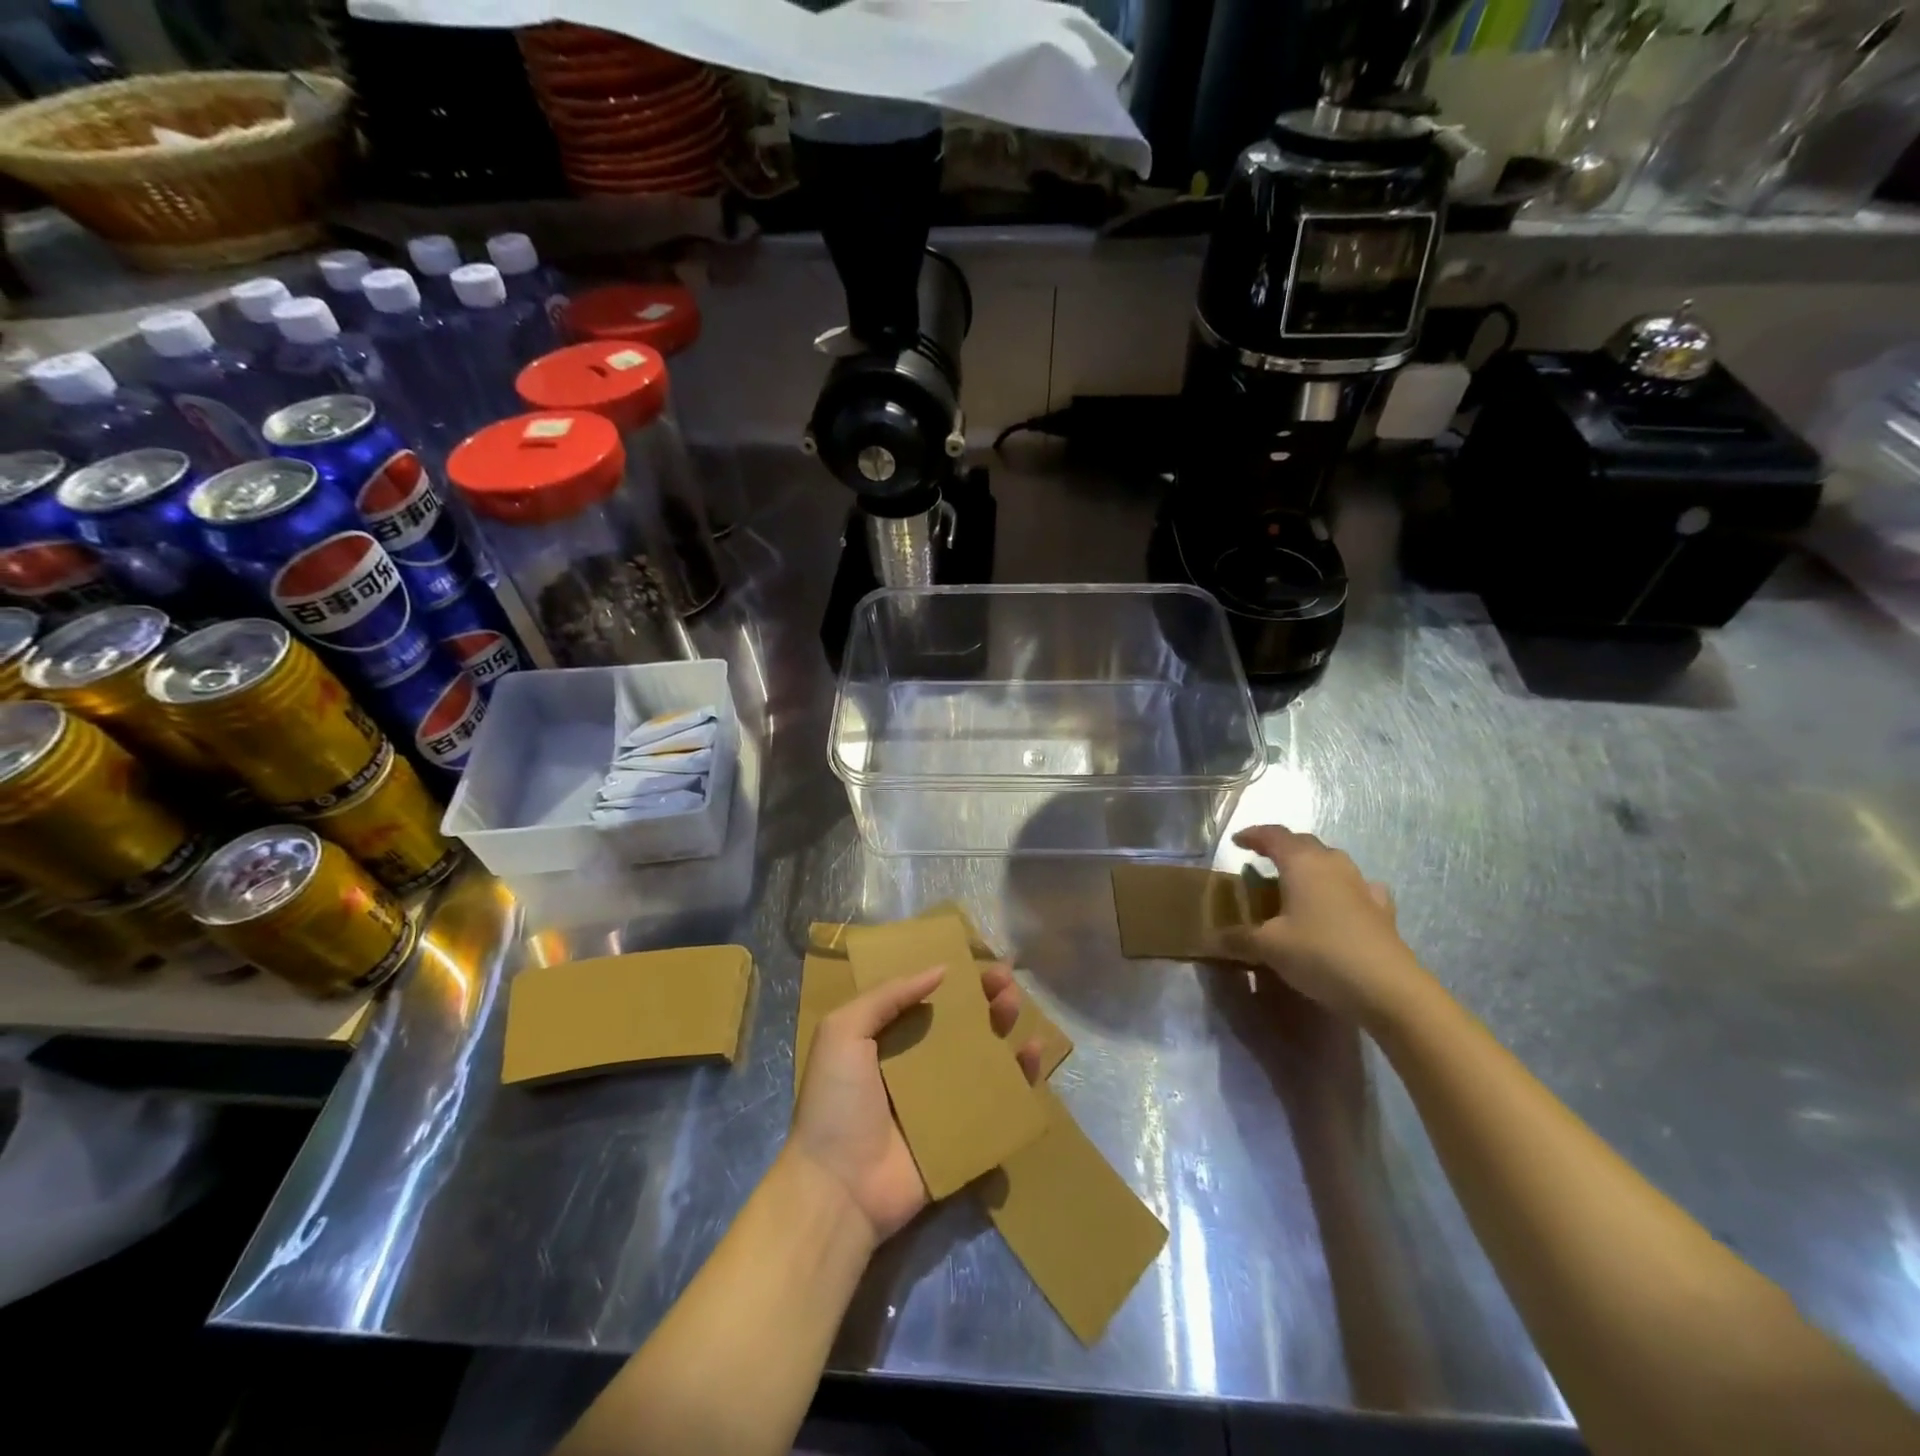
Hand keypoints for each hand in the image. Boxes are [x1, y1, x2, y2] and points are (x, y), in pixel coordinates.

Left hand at [789, 962, 1042, 1245]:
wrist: (839, 1187)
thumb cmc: (836, 1102)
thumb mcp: (843, 1032)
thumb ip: (887, 996)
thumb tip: (939, 969)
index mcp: (888, 1041)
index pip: (928, 1000)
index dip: (954, 980)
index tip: (979, 961)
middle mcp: (919, 1066)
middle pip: (962, 1024)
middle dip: (984, 998)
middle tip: (1004, 981)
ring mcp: (945, 1101)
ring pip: (985, 1056)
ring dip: (1004, 1027)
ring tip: (1014, 1007)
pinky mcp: (966, 1133)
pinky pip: (1000, 1100)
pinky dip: (1020, 1076)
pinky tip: (1032, 1054)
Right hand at [1217, 825, 1430, 1028]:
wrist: (1387, 989)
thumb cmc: (1319, 954)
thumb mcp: (1268, 947)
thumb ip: (1238, 938)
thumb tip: (1213, 937)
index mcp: (1302, 863)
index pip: (1274, 835)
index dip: (1253, 835)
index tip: (1237, 841)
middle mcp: (1333, 865)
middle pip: (1304, 843)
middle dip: (1282, 847)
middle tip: (1262, 859)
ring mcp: (1362, 886)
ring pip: (1332, 862)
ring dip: (1311, 865)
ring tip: (1296, 882)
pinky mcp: (1382, 910)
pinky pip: (1357, 887)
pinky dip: (1341, 889)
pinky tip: (1340, 903)